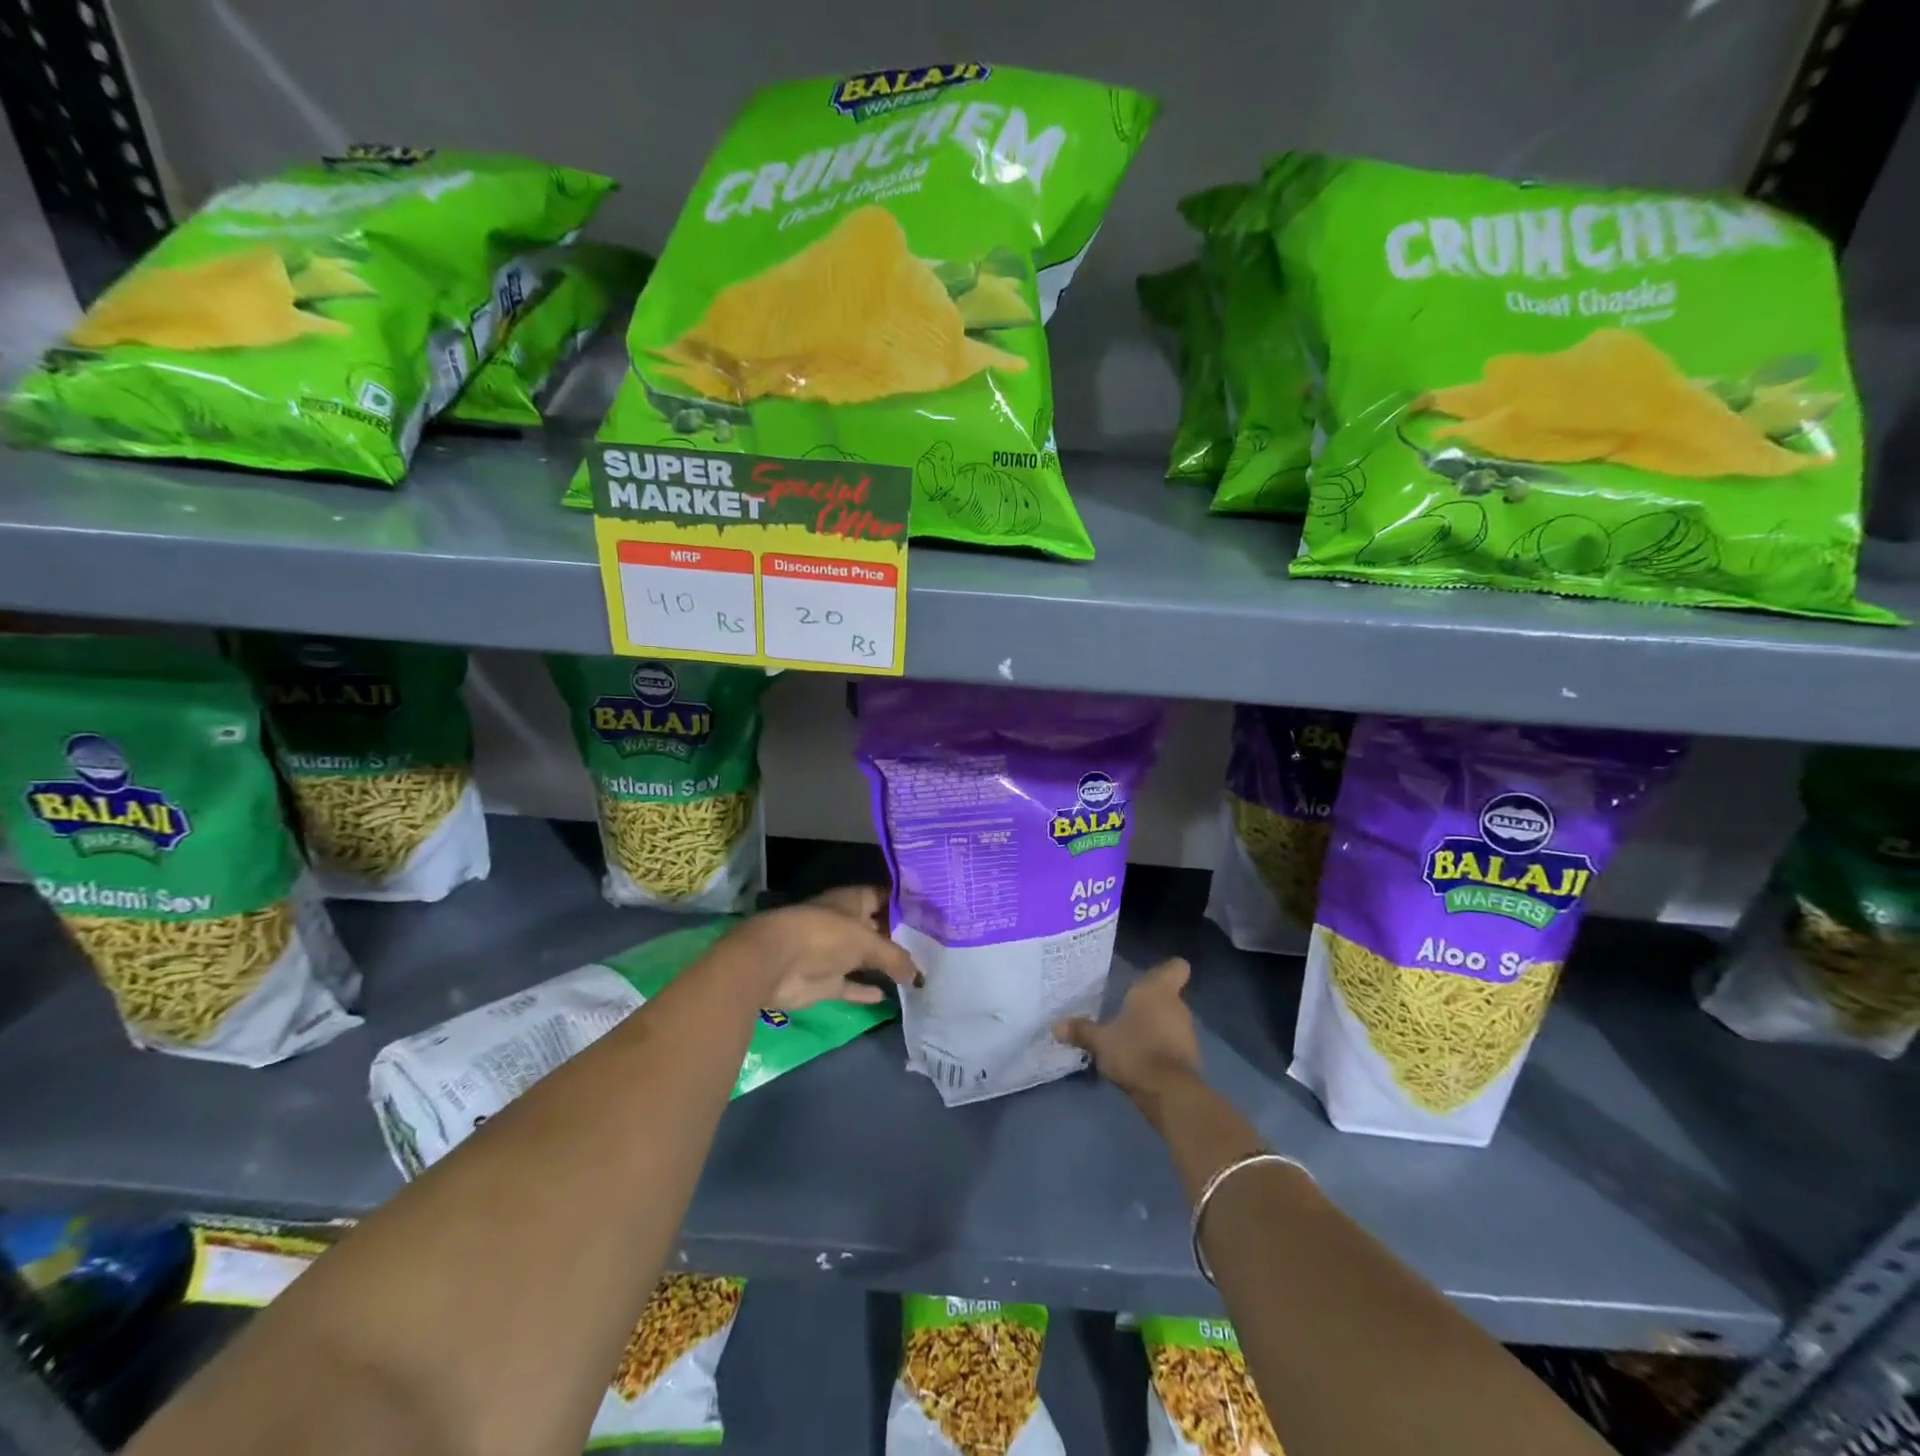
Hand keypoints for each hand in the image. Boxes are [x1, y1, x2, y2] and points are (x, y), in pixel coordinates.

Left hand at [727, 886, 920, 1010]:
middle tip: (936, 948)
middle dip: (902, 938)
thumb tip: (919, 974)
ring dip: (886, 966)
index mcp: (853, 901)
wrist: (775, 963)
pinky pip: (851, 986)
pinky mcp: (826, 982)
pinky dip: (866, 991)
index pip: (885, 897)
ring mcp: (834, 954)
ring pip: (866, 959)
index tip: (934, 914)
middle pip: (878, 930)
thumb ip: (895, 957)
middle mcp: (846, 924)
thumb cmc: (824, 936)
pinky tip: (890, 997)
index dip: (907, 905)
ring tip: (920, 973)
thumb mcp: (867, 941)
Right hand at [1054, 958, 1200, 1109]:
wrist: (1169, 1092)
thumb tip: (1056, 1026)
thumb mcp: (1100, 1041)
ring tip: (1129, 1037)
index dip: (1165, 970)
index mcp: (1156, 991)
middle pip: (1168, 995)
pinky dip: (1161, 1047)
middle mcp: (1176, 1005)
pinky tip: (1141, 1058)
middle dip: (1150, 1003)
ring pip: (1170, 1020)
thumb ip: (1081, 1031)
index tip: (1148, 978)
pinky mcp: (1190, 1056)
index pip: (1176, 967)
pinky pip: (1173, 1043)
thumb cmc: (1134, 1051)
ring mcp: (1186, 1032)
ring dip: (1155, 1026)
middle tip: (1125, 1010)